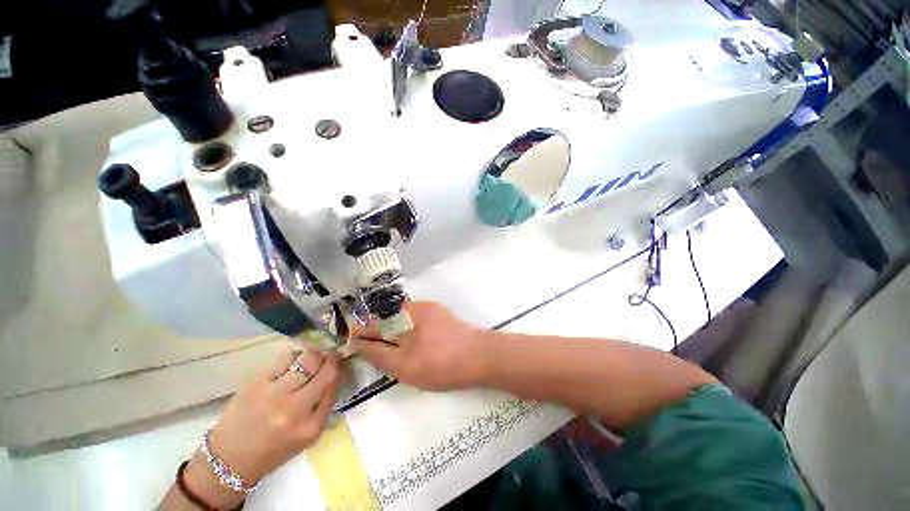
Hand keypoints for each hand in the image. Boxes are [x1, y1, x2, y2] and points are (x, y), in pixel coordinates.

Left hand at [182, 345, 340, 507]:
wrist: (230, 460)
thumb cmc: (274, 449)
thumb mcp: (308, 435)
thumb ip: (324, 405)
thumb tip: (334, 372)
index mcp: (311, 425)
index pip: (334, 384)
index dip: (338, 367)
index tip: (338, 360)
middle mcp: (294, 409)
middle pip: (323, 369)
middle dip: (330, 357)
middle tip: (328, 354)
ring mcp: (273, 395)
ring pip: (306, 358)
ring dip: (313, 353)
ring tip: (310, 356)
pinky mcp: (255, 384)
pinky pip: (284, 357)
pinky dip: (293, 353)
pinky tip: (292, 358)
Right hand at [353, 301, 488, 390]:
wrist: (479, 356)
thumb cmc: (441, 364)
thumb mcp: (405, 366)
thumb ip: (379, 354)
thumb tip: (358, 344)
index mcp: (403, 317)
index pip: (372, 322)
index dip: (359, 332)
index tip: (348, 343)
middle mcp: (413, 306)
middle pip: (384, 316)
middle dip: (373, 330)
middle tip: (365, 347)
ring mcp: (427, 307)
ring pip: (398, 316)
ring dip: (388, 328)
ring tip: (383, 344)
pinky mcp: (437, 312)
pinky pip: (412, 317)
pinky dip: (403, 327)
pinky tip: (405, 338)